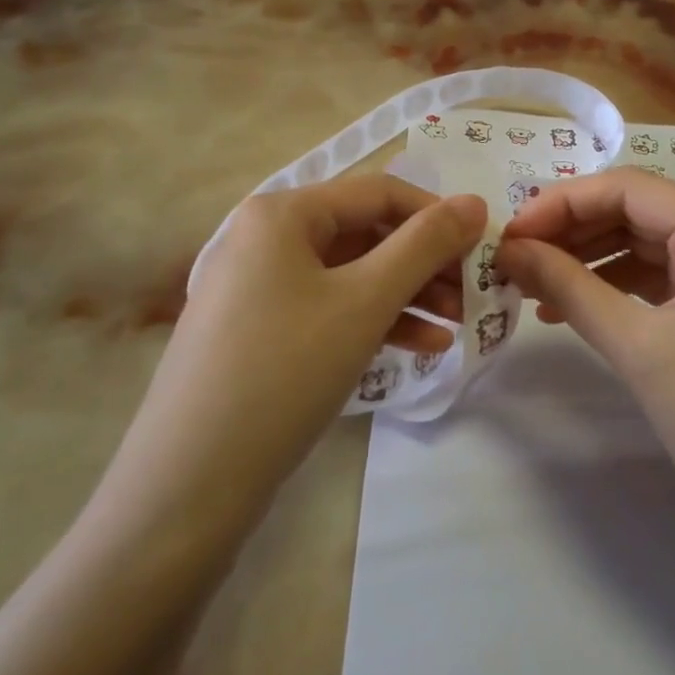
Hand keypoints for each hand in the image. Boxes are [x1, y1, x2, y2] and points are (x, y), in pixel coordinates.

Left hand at [103, 177, 486, 537]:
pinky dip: (375, 322)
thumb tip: (475, 202)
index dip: (437, 216)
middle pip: (366, 234)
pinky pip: (330, 310)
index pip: (379, 193)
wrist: (190, 481)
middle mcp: (266, 238)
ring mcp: (259, 287)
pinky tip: (423, 347)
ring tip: (457, 325)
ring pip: (352, 276)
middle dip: (425, 263)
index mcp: (283, 213)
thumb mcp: (366, 301)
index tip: (484, 247)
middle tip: (474, 293)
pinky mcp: (260, 332)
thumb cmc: (285, 370)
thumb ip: (425, 245)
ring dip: (409, 295)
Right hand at [498, 168, 674, 546]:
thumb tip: (509, 250)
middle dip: (570, 231)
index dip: (561, 202)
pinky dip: (611, 286)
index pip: (627, 189)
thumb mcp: (637, 347)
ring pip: (641, 244)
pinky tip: (568, 307)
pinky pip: (656, 276)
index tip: (510, 235)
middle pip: (634, 211)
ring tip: (530, 284)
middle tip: (513, 259)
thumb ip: (568, 287)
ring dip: (585, 259)